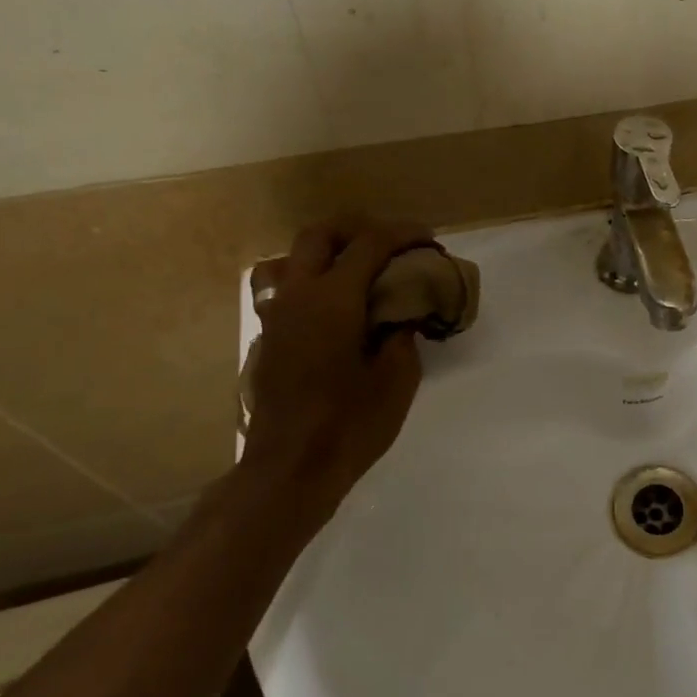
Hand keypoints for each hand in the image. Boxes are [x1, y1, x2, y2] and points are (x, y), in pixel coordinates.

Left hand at [239, 216, 431, 529]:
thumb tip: (400, 316)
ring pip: (291, 257)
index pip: (369, 244)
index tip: (428, 239)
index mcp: (333, 299)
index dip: (403, 233)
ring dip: (326, 251)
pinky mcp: (268, 337)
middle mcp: (298, 295)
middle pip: (320, 234)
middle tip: (391, 244)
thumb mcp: (397, 380)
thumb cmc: (350, 424)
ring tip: (355, 269)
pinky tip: (334, 308)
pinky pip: (283, 288)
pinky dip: (311, 281)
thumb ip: (403, 335)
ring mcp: (275, 315)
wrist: (290, 468)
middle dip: (358, 228)